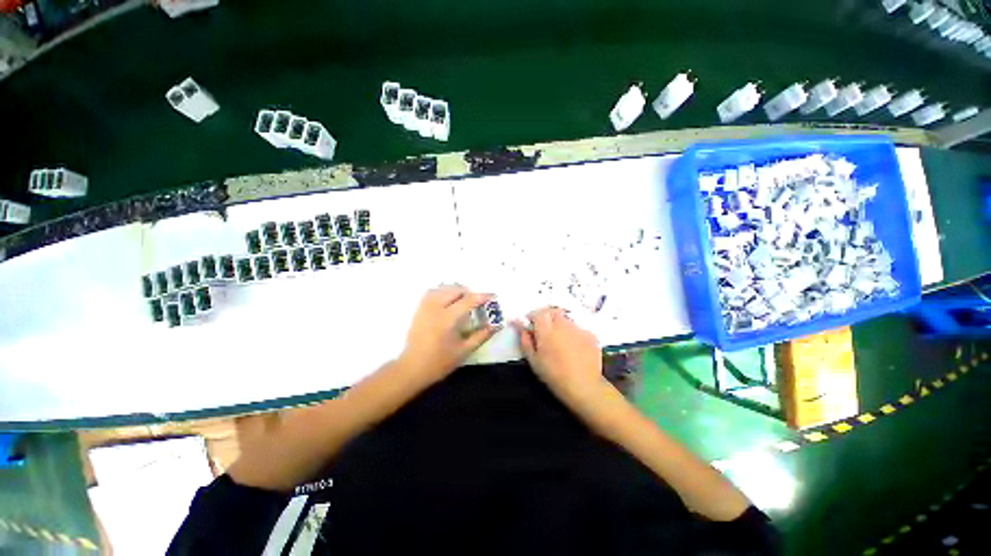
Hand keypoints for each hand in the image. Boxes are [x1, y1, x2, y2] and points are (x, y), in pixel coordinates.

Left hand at [398, 286, 496, 384]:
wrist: (412, 368)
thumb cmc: (440, 362)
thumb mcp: (465, 350)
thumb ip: (482, 335)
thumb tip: (496, 325)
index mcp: (448, 319)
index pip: (469, 300)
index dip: (483, 296)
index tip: (494, 296)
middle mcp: (436, 308)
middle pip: (456, 289)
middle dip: (470, 293)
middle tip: (478, 302)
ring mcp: (425, 307)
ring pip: (443, 288)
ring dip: (457, 290)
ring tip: (464, 300)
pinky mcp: (419, 309)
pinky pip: (432, 292)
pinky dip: (443, 291)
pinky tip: (448, 300)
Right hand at [513, 307, 605, 409]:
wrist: (584, 386)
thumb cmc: (554, 375)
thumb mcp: (534, 361)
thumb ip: (526, 341)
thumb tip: (522, 328)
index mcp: (546, 330)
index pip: (538, 313)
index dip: (533, 316)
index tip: (530, 323)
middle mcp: (563, 325)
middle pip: (553, 312)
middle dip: (547, 317)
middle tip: (544, 330)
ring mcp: (578, 329)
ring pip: (566, 320)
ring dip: (561, 325)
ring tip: (560, 341)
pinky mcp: (591, 335)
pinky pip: (578, 329)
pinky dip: (573, 334)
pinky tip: (574, 348)